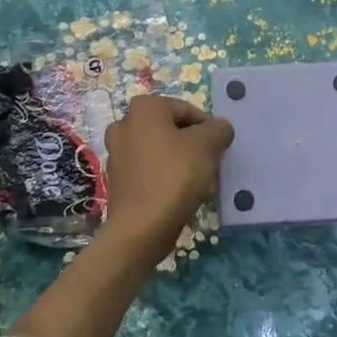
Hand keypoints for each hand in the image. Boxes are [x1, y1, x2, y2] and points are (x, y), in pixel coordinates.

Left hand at [103, 95, 234, 256]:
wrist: (140, 229)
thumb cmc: (174, 177)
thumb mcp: (208, 145)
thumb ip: (219, 129)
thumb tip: (219, 128)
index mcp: (144, 108)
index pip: (188, 111)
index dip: (208, 130)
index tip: (218, 151)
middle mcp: (125, 124)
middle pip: (173, 131)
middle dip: (194, 148)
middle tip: (209, 168)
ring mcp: (117, 153)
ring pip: (162, 152)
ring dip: (182, 164)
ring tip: (199, 186)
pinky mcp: (118, 179)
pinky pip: (150, 172)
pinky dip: (166, 179)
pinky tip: (180, 198)